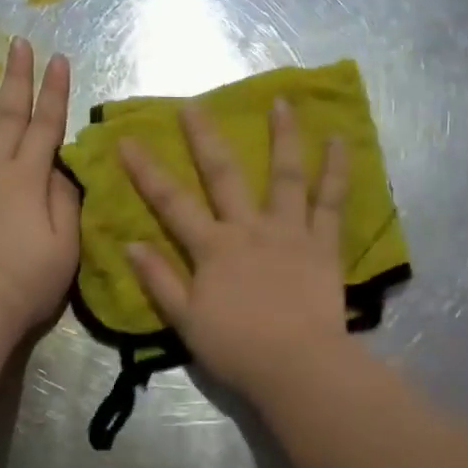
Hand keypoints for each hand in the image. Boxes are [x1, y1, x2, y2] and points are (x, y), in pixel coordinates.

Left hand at [0, 38, 78, 339]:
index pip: (47, 127)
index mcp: (28, 180)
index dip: (55, 92)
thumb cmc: (27, 283)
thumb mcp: (67, 246)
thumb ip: (66, 202)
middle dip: (17, 78)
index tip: (59, 59)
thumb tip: (60, 171)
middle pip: (8, 117)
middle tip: (19, 42)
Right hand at [118, 98, 350, 399]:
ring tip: (282, 102)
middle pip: (224, 175)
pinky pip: (331, 201)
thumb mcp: (186, 321)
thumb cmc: (237, 348)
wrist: (296, 365)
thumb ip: (159, 280)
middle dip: (205, 137)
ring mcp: (289, 232)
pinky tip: (340, 141)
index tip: (127, 139)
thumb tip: (131, 243)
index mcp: (213, 249)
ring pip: (286, 175)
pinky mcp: (323, 244)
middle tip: (194, 104)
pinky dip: (337, 170)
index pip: (171, 203)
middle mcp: (249, 229)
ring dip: (283, 136)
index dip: (147, 171)